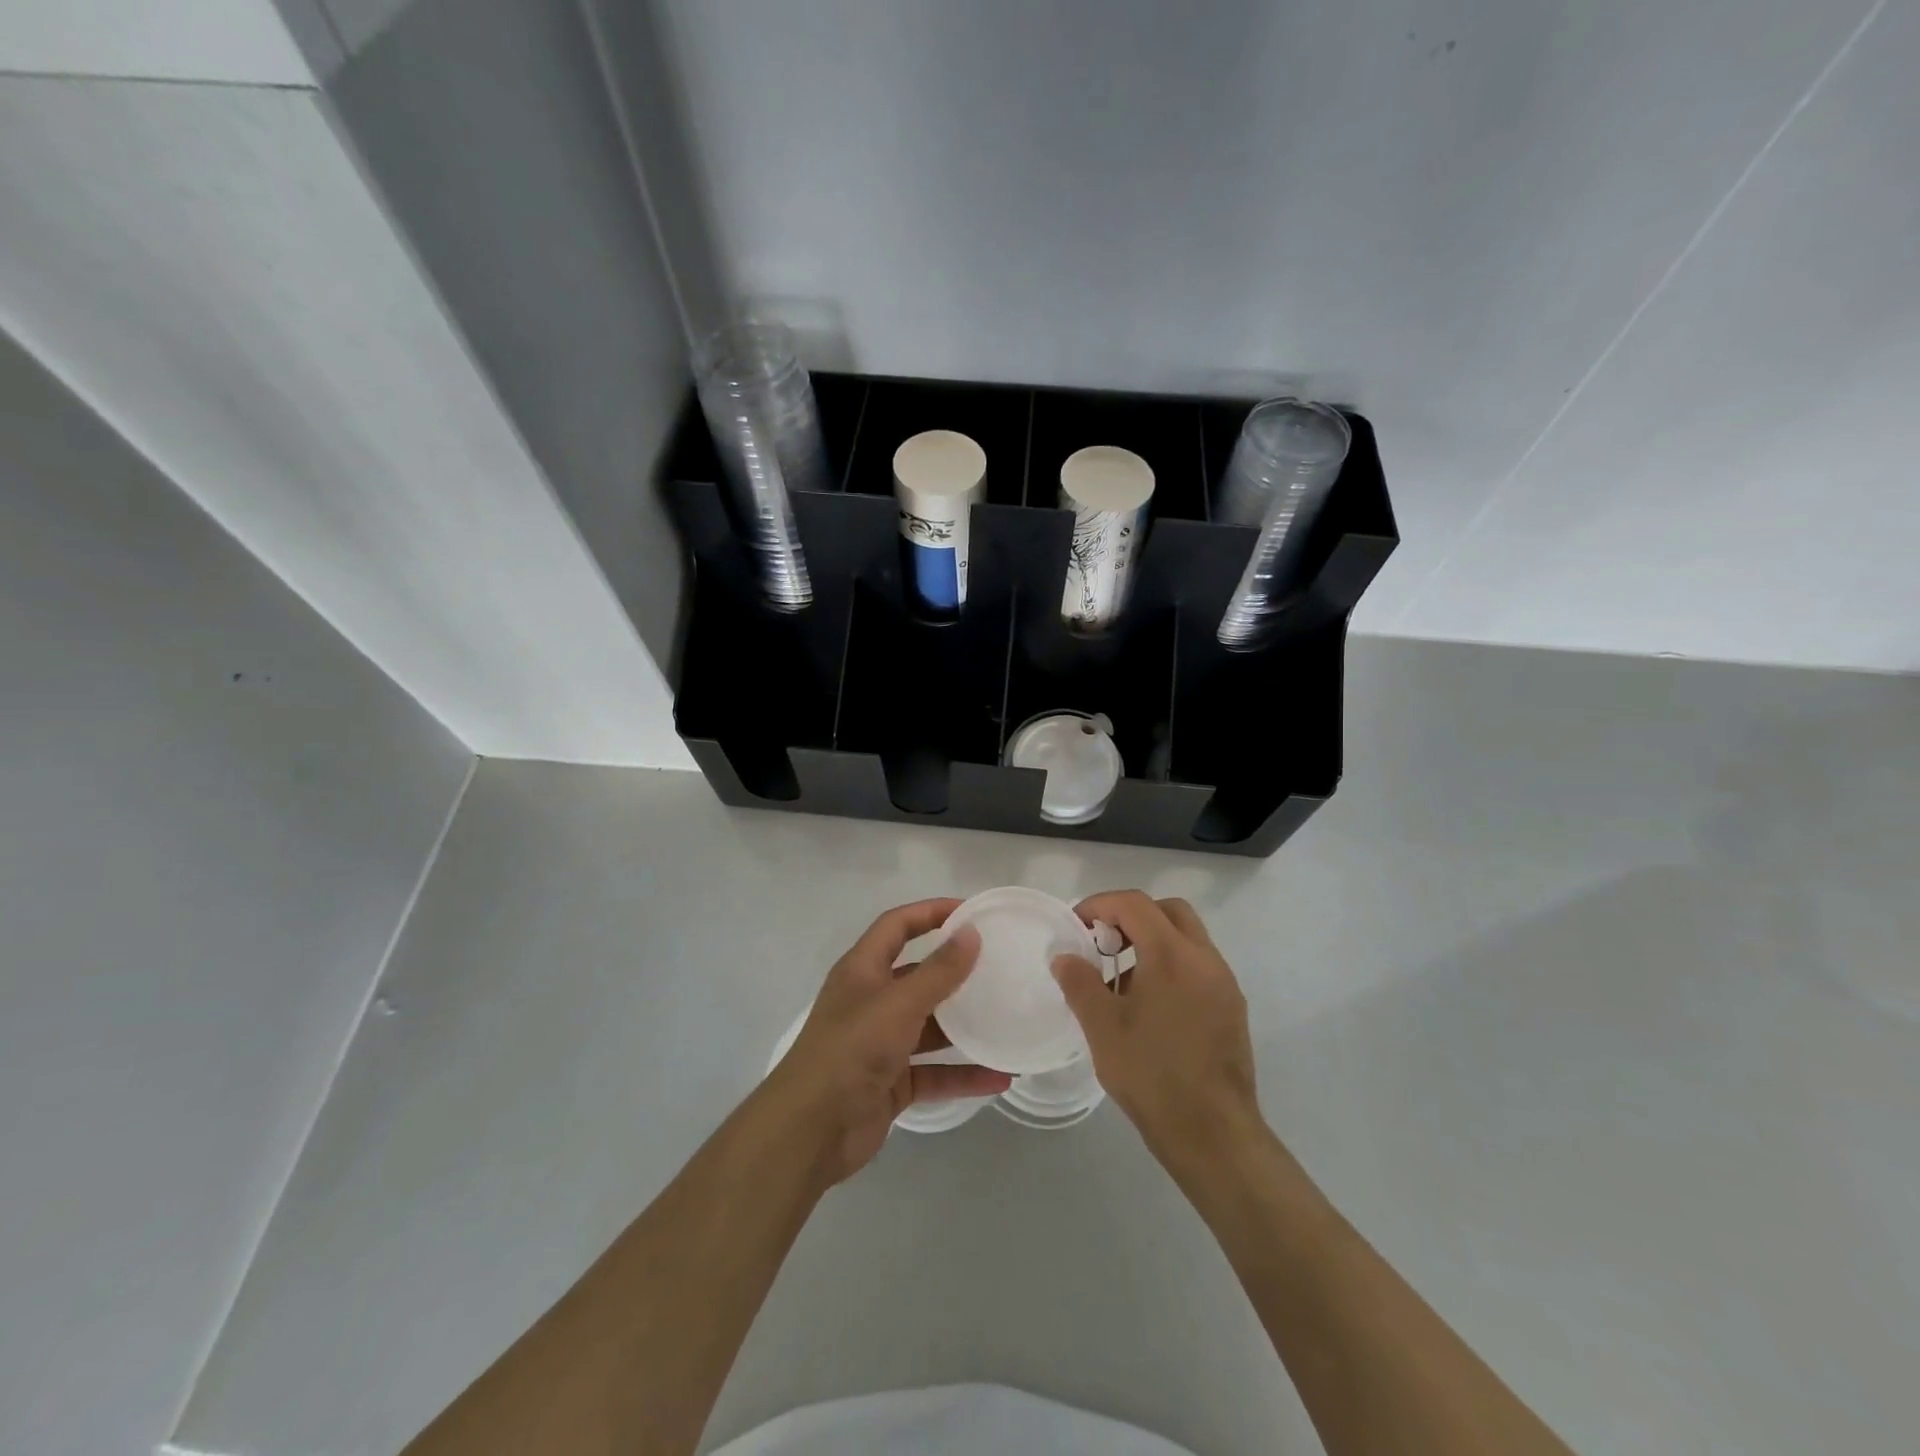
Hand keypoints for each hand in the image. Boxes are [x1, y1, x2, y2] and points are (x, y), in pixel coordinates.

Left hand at [765, 898, 1011, 1183]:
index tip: (972, 913)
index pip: (897, 926)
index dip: (930, 912)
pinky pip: (935, 1072)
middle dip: (955, 971)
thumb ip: (938, 971)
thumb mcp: (898, 1004)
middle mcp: (871, 1001)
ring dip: (965, 1027)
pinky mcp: (892, 1083)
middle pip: (918, 975)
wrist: (810, 1132)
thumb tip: (971, 933)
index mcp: (862, 970)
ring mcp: (881, 1044)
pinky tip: (1000, 1077)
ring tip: (1008, 1020)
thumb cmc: (851, 1051)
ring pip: (931, 1027)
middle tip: (999, 966)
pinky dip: (964, 1074)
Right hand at [1053, 891, 1261, 1165]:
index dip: (1100, 905)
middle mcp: (1205, 959)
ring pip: (1187, 938)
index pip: (1135, 904)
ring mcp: (1224, 984)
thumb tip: (1064, 956)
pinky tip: (1149, 1006)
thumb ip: (1080, 983)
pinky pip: (1198, 967)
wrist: (1214, 1134)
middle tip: (1103, 942)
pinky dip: (1171, 966)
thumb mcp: (1102, 1028)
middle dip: (1132, 916)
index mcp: (1173, 955)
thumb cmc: (1152, 1075)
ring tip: (1120, 979)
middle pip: (1168, 911)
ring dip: (1153, 941)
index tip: (1076, 925)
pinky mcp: (1232, 1008)